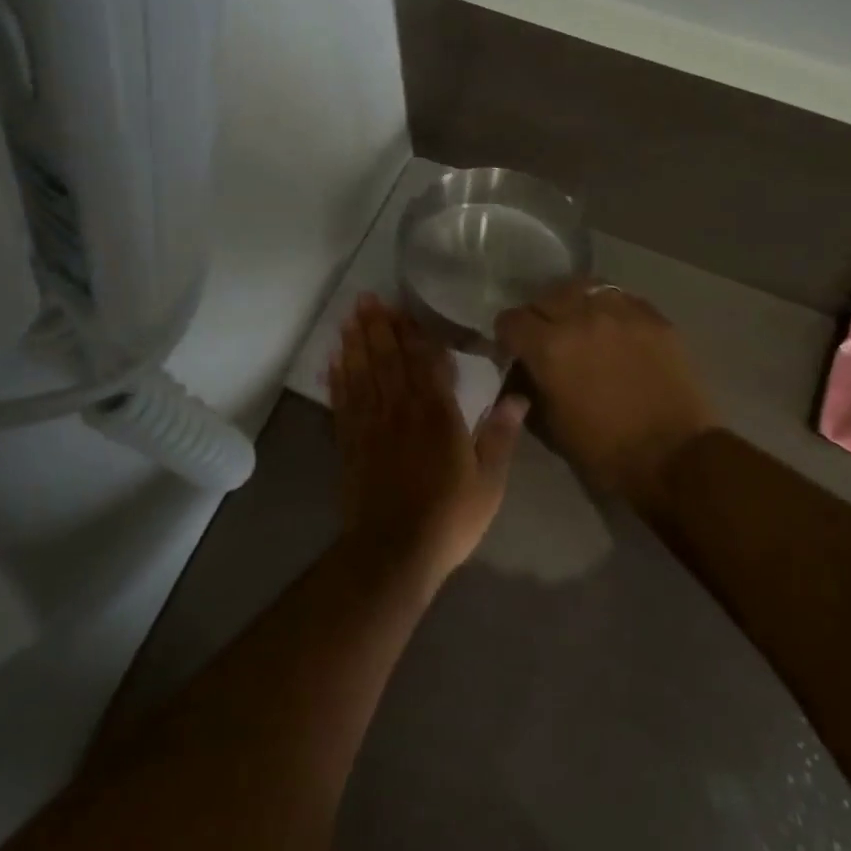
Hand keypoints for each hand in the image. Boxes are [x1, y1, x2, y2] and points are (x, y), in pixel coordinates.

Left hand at [330, 295, 527, 586]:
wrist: (392, 552)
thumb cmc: (448, 517)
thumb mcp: (488, 482)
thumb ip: (501, 436)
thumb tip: (518, 397)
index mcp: (437, 414)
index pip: (426, 363)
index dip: (415, 334)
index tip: (405, 309)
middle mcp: (401, 410)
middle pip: (389, 359)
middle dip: (379, 327)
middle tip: (367, 298)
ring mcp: (370, 425)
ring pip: (362, 373)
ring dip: (355, 343)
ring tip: (349, 317)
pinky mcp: (349, 444)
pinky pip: (341, 402)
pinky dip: (336, 379)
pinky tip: (332, 361)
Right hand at [495, 279, 716, 513]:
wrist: (675, 458)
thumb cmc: (604, 452)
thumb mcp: (550, 425)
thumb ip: (529, 387)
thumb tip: (522, 370)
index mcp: (549, 347)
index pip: (511, 320)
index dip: (508, 336)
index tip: (515, 350)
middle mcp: (581, 317)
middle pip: (545, 297)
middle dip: (539, 317)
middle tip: (548, 339)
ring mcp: (622, 312)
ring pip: (584, 288)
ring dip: (574, 304)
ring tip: (581, 325)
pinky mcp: (653, 317)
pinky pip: (620, 298)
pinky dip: (609, 309)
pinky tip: (614, 330)